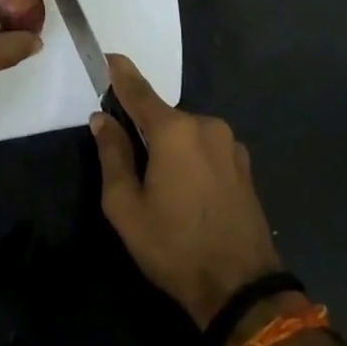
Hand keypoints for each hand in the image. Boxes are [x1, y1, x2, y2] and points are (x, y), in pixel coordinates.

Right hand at [92, 55, 282, 330]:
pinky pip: (207, 149)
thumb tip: (102, 119)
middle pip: (163, 117)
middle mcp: (206, 125)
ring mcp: (230, 144)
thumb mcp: (125, 207)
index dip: (120, 74)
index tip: (108, 58)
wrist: (240, 288)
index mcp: (175, 131)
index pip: (139, 91)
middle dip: (144, 130)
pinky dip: (191, 158)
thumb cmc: (174, 247)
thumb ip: (112, 155)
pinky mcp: (244, 164)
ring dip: (170, 148)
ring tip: (162, 190)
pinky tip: (189, 194)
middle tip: (129, 165)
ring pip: (186, 134)